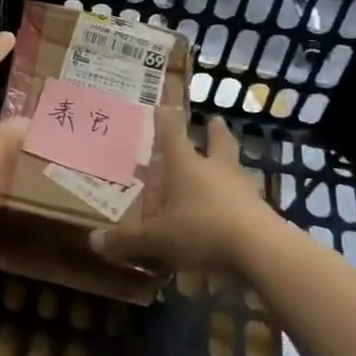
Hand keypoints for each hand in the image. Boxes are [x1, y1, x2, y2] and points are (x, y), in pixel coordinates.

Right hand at [91, 112, 280, 272]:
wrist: (261, 251)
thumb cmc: (202, 230)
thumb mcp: (158, 238)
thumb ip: (128, 240)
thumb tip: (93, 241)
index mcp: (186, 167)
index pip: (172, 136)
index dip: (166, 121)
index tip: (164, 105)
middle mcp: (215, 171)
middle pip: (217, 143)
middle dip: (214, 132)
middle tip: (215, 120)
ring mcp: (242, 190)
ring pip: (234, 169)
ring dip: (228, 165)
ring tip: (224, 168)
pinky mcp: (260, 213)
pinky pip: (244, 200)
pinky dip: (236, 201)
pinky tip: (231, 212)